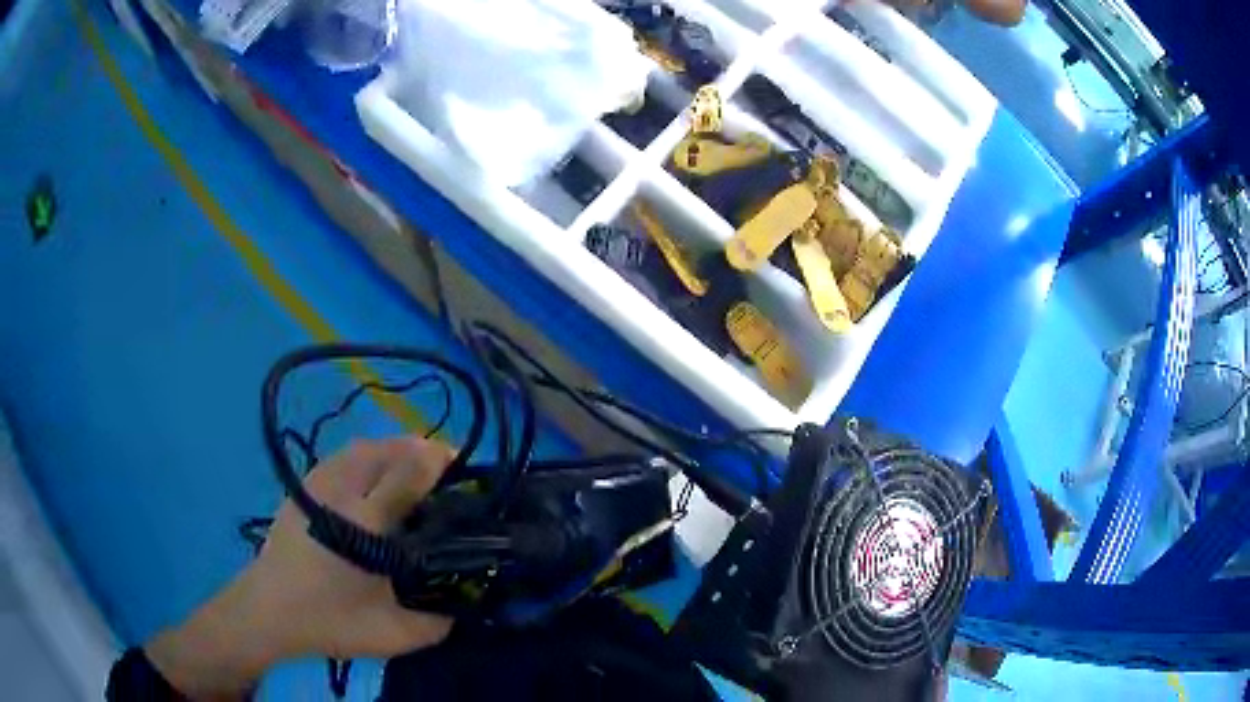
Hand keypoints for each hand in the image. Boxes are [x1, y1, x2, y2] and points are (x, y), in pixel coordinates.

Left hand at [145, 437, 454, 699]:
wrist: (268, 611)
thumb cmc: (330, 621)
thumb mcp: (393, 635)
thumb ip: (437, 622)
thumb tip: (465, 603)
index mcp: (367, 524)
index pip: (409, 472)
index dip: (439, 461)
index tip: (463, 469)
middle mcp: (342, 492)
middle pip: (388, 449)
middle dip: (421, 451)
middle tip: (444, 471)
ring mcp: (318, 484)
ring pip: (365, 447)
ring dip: (395, 450)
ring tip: (413, 469)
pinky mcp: (304, 486)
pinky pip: (343, 455)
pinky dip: (368, 455)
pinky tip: (374, 476)